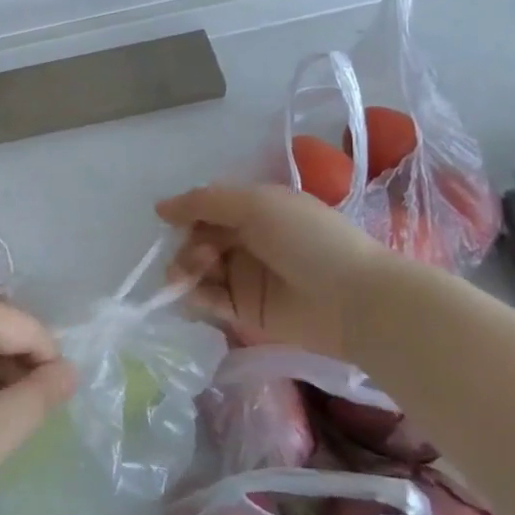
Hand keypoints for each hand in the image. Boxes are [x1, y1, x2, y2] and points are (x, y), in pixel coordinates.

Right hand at [156, 182, 394, 360]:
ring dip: (187, 271)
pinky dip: (198, 298)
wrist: (355, 300)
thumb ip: (205, 202)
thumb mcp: (256, 204)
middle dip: (187, 246)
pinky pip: (209, 302)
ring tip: (194, 277)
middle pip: (198, 240)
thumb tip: (160, 208)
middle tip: (198, 258)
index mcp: (255, 211)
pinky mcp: (245, 313)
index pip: (207, 209)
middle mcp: (248, 242)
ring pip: (198, 271)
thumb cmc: (309, 240)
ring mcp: (246, 278)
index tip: (171, 222)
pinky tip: (202, 298)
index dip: (187, 214)